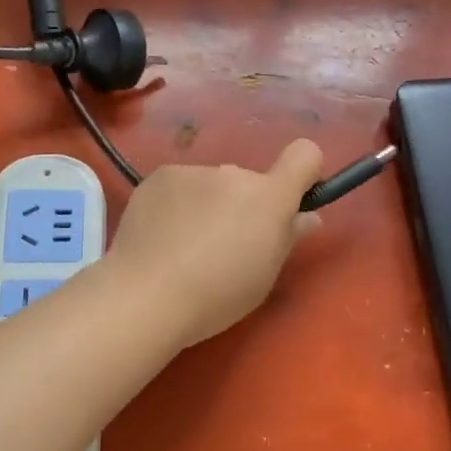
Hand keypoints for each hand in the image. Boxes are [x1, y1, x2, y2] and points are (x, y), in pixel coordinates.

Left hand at [103, 140, 323, 347]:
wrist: (145, 295)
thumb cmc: (217, 296)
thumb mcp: (264, 276)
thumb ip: (287, 237)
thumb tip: (305, 216)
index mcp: (269, 197)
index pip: (304, 154)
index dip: (304, 173)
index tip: (292, 202)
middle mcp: (234, 173)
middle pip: (250, 181)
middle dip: (244, 205)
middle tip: (224, 245)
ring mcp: (192, 172)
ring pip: (212, 185)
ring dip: (208, 204)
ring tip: (185, 245)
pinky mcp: (158, 176)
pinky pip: (181, 186)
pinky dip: (177, 204)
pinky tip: (162, 236)